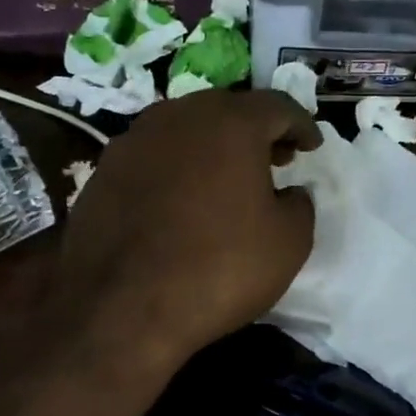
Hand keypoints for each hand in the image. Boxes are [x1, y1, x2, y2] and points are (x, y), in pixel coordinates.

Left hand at [55, 89, 319, 363]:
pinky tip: (183, 202)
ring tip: (228, 180)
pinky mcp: (102, 172)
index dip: (302, 125)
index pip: (277, 106)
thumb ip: (300, 205)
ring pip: (185, 129)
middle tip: (275, 159)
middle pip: (227, 109)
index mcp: (230, 123)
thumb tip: (289, 193)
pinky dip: (177, 169)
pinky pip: (154, 157)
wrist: (122, 308)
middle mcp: (178, 117)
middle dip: (256, 131)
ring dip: (213, 147)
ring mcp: (133, 141)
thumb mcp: (289, 242)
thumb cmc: (220, 268)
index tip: (312, 146)